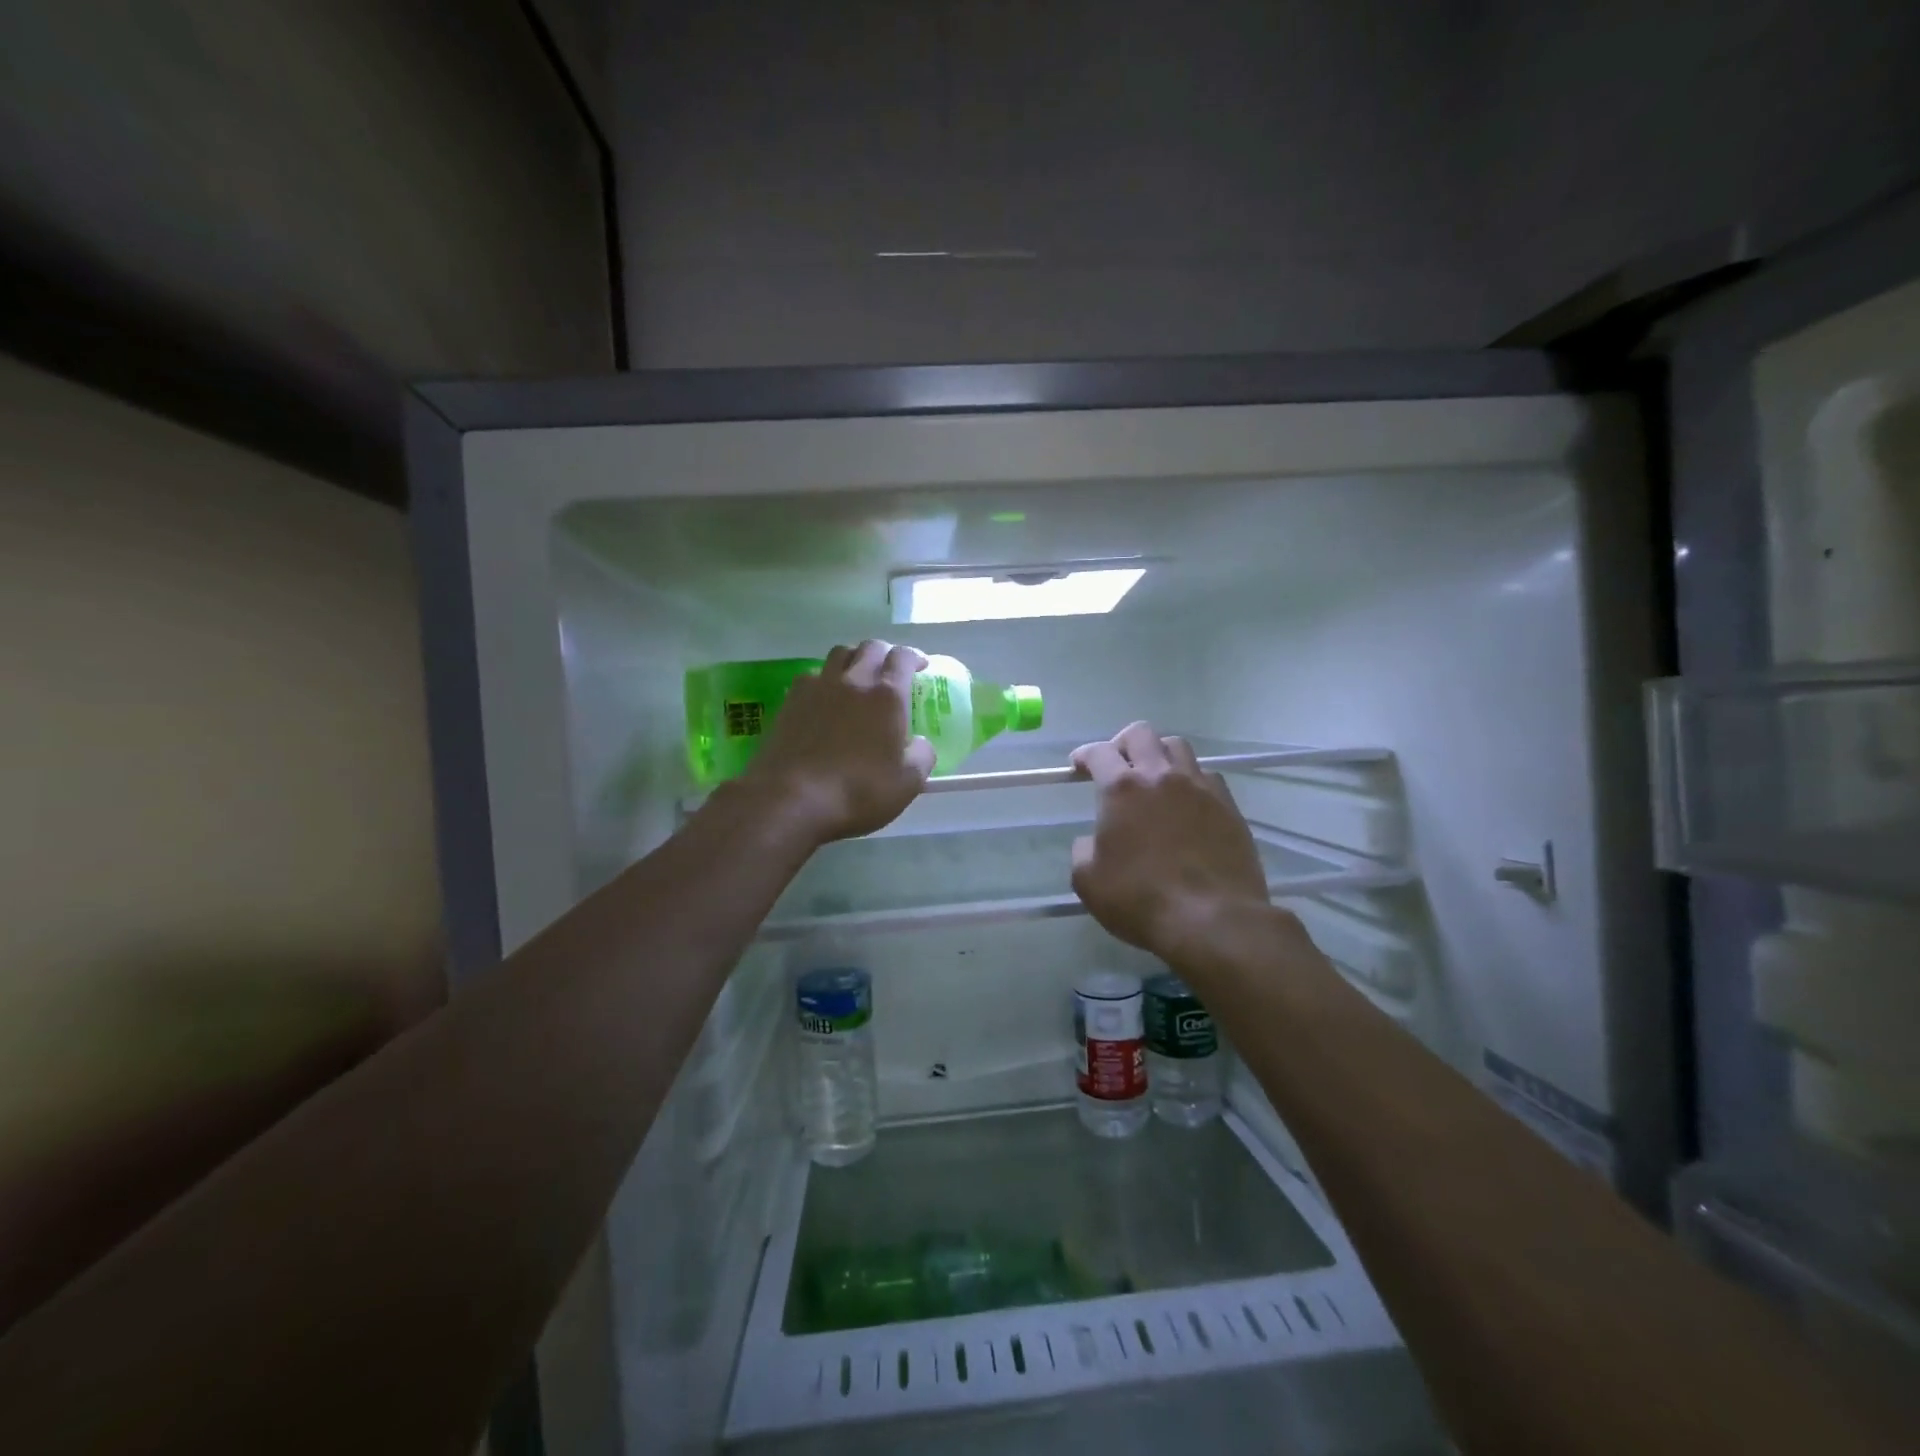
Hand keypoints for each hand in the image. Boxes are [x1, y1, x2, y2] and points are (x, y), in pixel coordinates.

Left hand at [738, 640, 935, 843]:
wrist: (791, 799)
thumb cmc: (858, 792)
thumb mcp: (908, 783)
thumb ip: (922, 755)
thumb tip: (918, 743)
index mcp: (886, 696)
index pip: (902, 657)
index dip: (914, 656)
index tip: (920, 666)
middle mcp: (852, 681)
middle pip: (869, 647)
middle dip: (884, 653)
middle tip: (890, 670)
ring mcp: (817, 687)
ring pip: (838, 655)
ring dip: (853, 659)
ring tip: (857, 677)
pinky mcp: (790, 701)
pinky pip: (812, 676)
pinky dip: (825, 680)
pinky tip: (825, 700)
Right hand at [1070, 723, 1271, 961]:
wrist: (1213, 920)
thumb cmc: (1140, 900)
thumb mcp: (1088, 881)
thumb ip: (1083, 851)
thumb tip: (1092, 842)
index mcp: (1122, 789)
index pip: (1099, 752)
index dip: (1084, 755)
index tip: (1079, 765)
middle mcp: (1161, 776)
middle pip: (1141, 734)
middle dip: (1122, 743)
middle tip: (1116, 765)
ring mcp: (1200, 787)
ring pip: (1178, 747)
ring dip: (1160, 754)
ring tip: (1154, 778)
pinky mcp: (1228, 806)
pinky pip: (1207, 776)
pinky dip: (1191, 780)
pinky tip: (1186, 802)